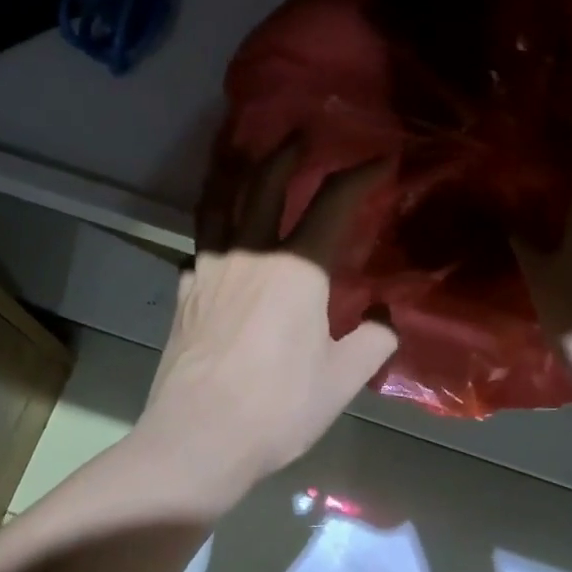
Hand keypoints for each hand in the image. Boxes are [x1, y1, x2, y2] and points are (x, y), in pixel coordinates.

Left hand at [137, 143, 396, 499]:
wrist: (198, 439)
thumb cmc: (278, 408)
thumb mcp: (343, 378)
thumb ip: (374, 340)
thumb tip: (386, 317)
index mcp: (296, 268)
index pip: (333, 203)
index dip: (360, 175)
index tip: (380, 160)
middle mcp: (250, 253)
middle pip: (266, 183)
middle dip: (288, 152)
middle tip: (302, 132)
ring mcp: (209, 268)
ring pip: (219, 200)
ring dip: (235, 168)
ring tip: (241, 148)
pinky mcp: (185, 291)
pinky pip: (200, 241)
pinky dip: (212, 223)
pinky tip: (217, 234)